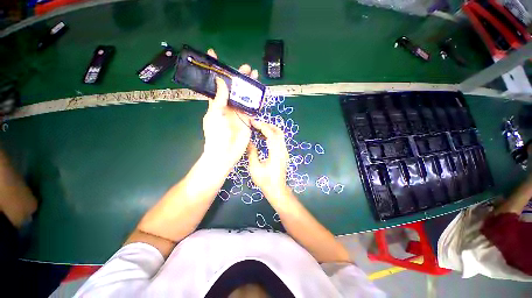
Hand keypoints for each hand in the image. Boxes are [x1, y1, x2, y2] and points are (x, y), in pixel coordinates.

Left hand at [202, 49, 258, 172]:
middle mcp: (228, 106)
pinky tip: (260, 93)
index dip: (216, 71)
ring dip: (249, 87)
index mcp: (217, 104)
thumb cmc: (216, 135)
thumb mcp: (214, 115)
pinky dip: (256, 100)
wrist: (225, 153)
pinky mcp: (247, 119)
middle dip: (239, 77)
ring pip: (245, 96)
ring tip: (255, 76)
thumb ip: (218, 99)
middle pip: (234, 89)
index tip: (214, 56)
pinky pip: (252, 108)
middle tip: (246, 68)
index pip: (216, 84)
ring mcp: (239, 113)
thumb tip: (220, 80)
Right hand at [247, 120, 289, 199]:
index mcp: (276, 152)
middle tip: (255, 124)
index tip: (252, 122)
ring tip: (258, 129)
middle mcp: (282, 149)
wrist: (277, 189)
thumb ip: (252, 152)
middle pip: (277, 131)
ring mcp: (285, 151)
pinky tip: (263, 138)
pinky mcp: (284, 154)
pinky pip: (279, 140)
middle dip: (266, 125)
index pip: (270, 133)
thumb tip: (248, 141)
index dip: (261, 126)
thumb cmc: (265, 180)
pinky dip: (272, 135)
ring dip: (270, 129)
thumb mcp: (255, 167)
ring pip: (280, 135)